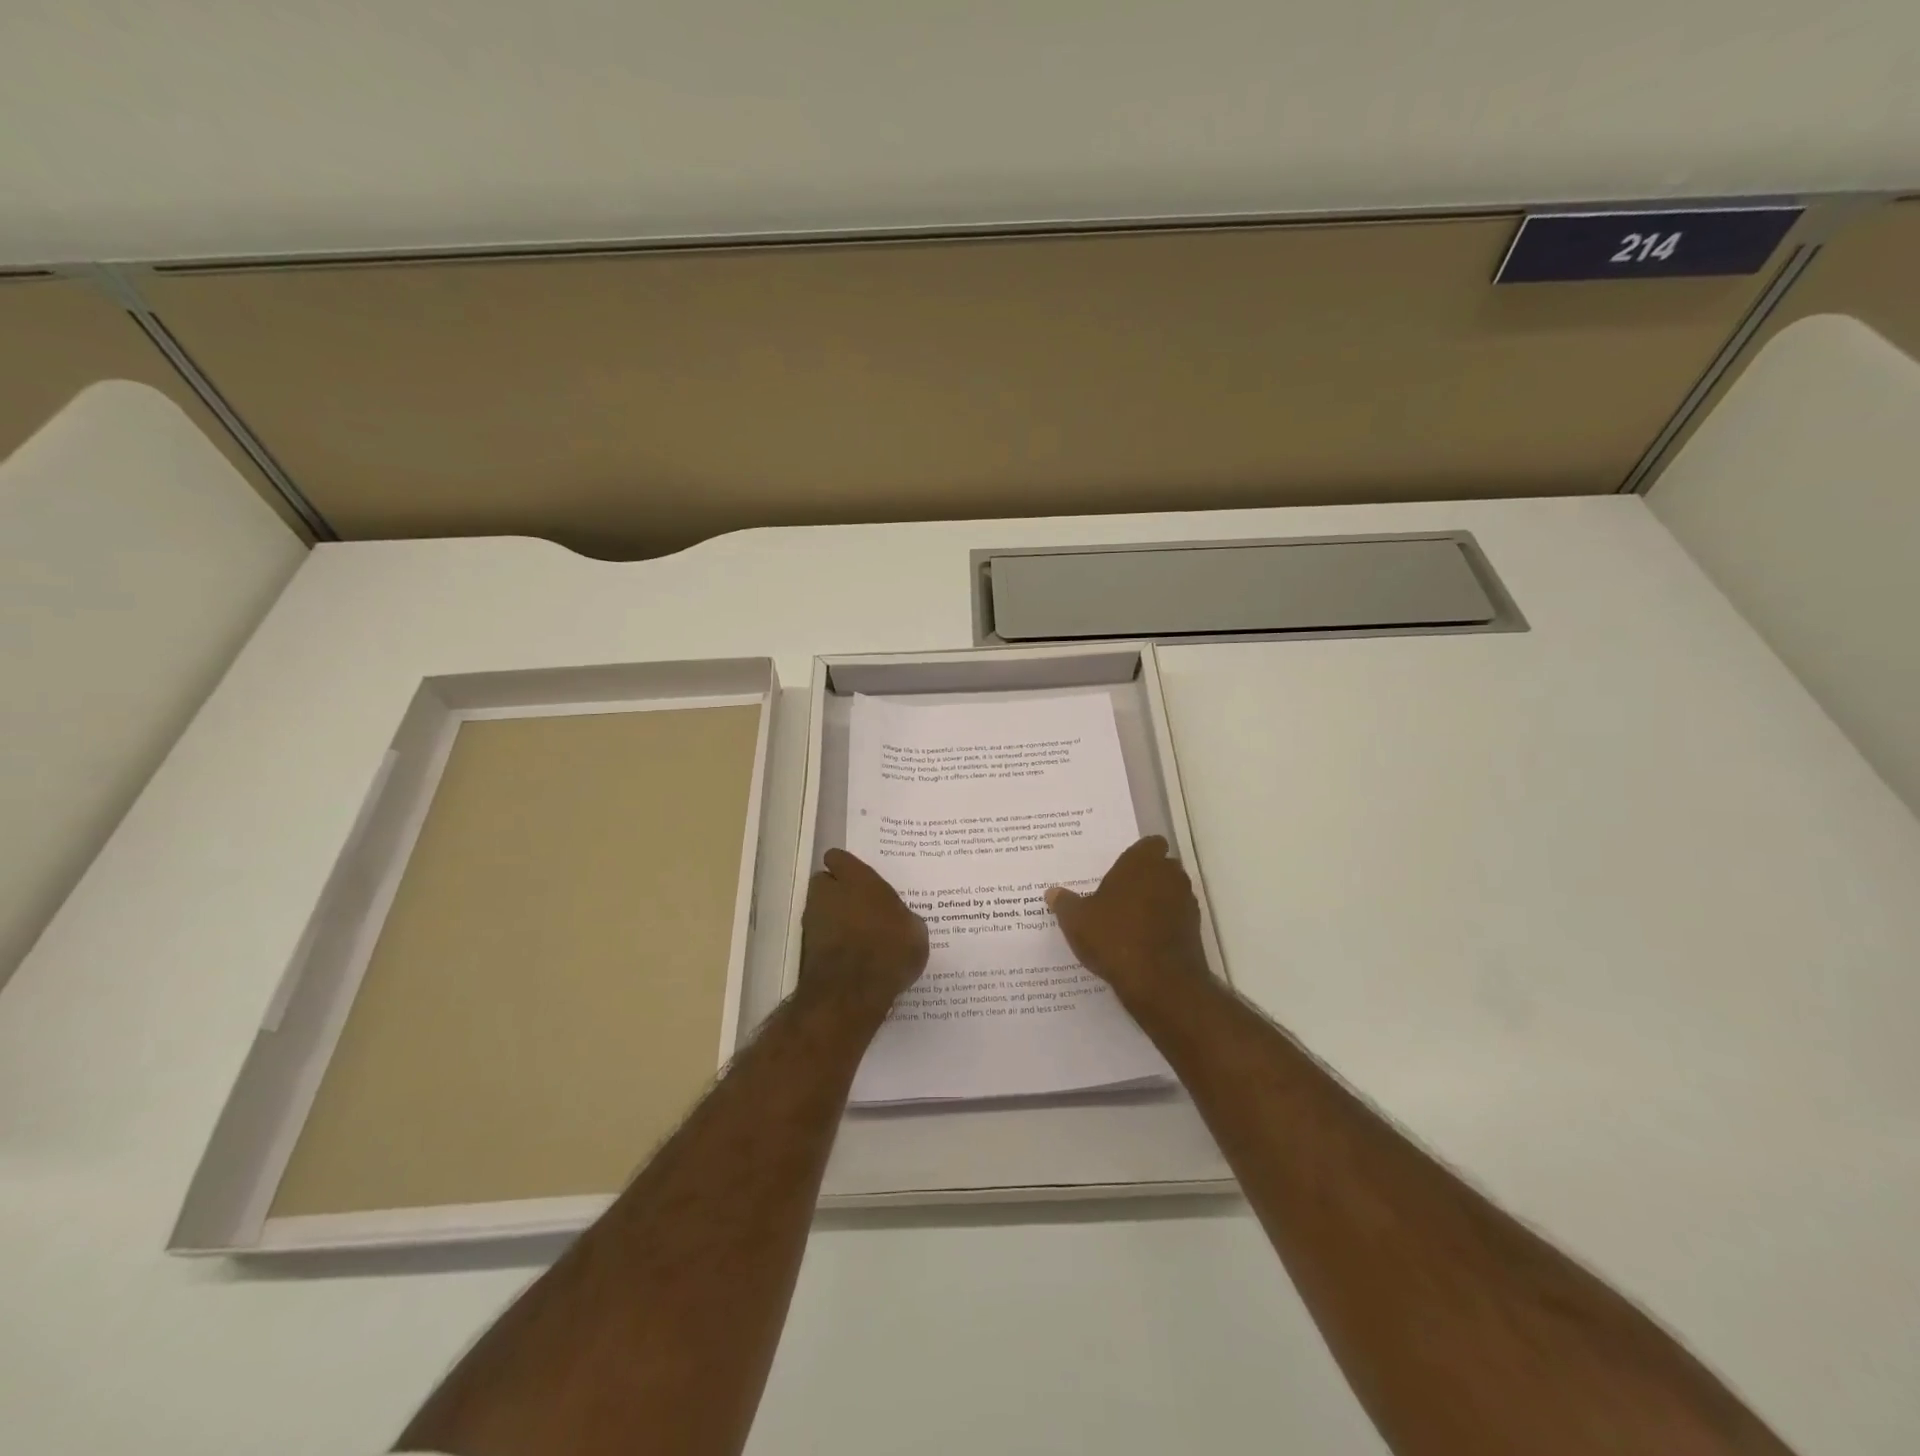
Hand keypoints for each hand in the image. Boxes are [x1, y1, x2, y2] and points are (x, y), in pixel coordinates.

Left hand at [798, 849, 927, 1011]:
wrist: (853, 991)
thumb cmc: (890, 948)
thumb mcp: (915, 930)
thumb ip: (900, 916)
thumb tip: (897, 920)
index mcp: (857, 878)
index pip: (838, 857)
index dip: (846, 867)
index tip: (859, 877)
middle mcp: (829, 892)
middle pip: (824, 882)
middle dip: (836, 891)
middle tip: (860, 906)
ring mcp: (813, 921)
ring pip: (820, 910)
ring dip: (832, 917)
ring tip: (857, 935)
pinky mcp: (806, 949)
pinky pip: (821, 937)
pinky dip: (831, 942)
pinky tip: (850, 957)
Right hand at [1046, 836, 1210, 1009]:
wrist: (1160, 982)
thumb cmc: (1114, 937)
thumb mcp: (1077, 920)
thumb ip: (1065, 903)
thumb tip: (1052, 893)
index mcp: (1141, 862)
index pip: (1150, 843)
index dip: (1138, 854)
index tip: (1121, 869)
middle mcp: (1169, 875)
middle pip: (1162, 867)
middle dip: (1146, 877)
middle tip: (1121, 893)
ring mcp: (1186, 903)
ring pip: (1172, 892)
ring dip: (1158, 900)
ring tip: (1131, 920)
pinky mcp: (1195, 930)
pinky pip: (1177, 918)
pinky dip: (1165, 924)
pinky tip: (1144, 941)